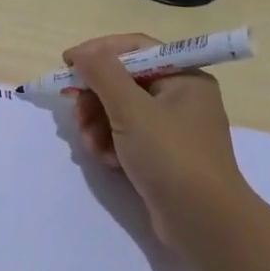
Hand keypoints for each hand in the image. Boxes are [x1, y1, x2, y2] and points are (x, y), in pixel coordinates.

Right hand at [63, 33, 251, 251]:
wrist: (203, 220)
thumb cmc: (170, 155)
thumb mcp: (131, 109)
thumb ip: (103, 74)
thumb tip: (82, 52)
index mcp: (183, 77)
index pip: (135, 49)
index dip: (98, 53)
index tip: (66, 64)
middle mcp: (181, 97)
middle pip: (125, 82)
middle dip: (96, 98)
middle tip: (76, 115)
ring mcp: (173, 129)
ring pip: (122, 112)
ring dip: (99, 125)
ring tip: (90, 145)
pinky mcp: (164, 156)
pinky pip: (129, 138)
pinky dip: (112, 145)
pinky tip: (106, 161)